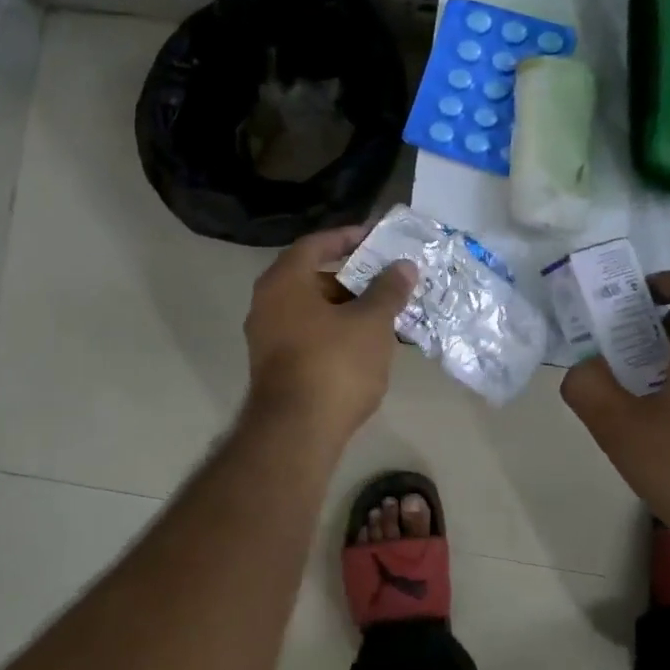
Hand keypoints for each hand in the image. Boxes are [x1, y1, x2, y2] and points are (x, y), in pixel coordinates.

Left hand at [243, 225, 417, 443]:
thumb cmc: (334, 364)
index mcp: (284, 281)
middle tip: (386, 282)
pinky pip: (307, 336)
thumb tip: (403, 266)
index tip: (375, 239)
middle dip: (351, 278)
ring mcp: (266, 338)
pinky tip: (363, 347)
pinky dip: (333, 333)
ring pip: (311, 310)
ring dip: (345, 309)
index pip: (315, 244)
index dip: (347, 237)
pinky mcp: (273, 367)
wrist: (296, 432)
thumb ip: (388, 290)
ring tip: (383, 316)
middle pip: (311, 277)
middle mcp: (266, 303)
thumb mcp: (371, 322)